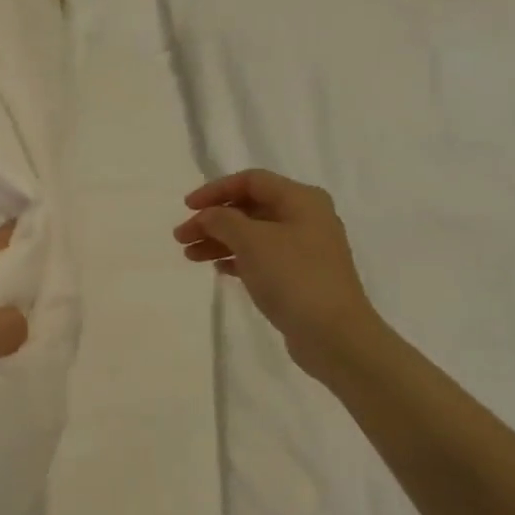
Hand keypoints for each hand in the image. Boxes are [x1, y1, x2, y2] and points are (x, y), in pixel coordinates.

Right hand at [173, 169, 384, 375]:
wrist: (333, 334)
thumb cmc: (293, 277)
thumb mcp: (251, 241)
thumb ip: (222, 220)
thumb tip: (207, 216)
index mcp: (301, 200)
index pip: (251, 181)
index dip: (215, 190)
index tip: (187, 207)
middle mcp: (306, 218)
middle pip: (249, 208)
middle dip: (213, 220)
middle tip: (182, 237)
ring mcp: (304, 249)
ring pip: (252, 235)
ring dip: (219, 241)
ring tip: (190, 256)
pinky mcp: (299, 276)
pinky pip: (261, 257)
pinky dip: (237, 258)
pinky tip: (218, 269)